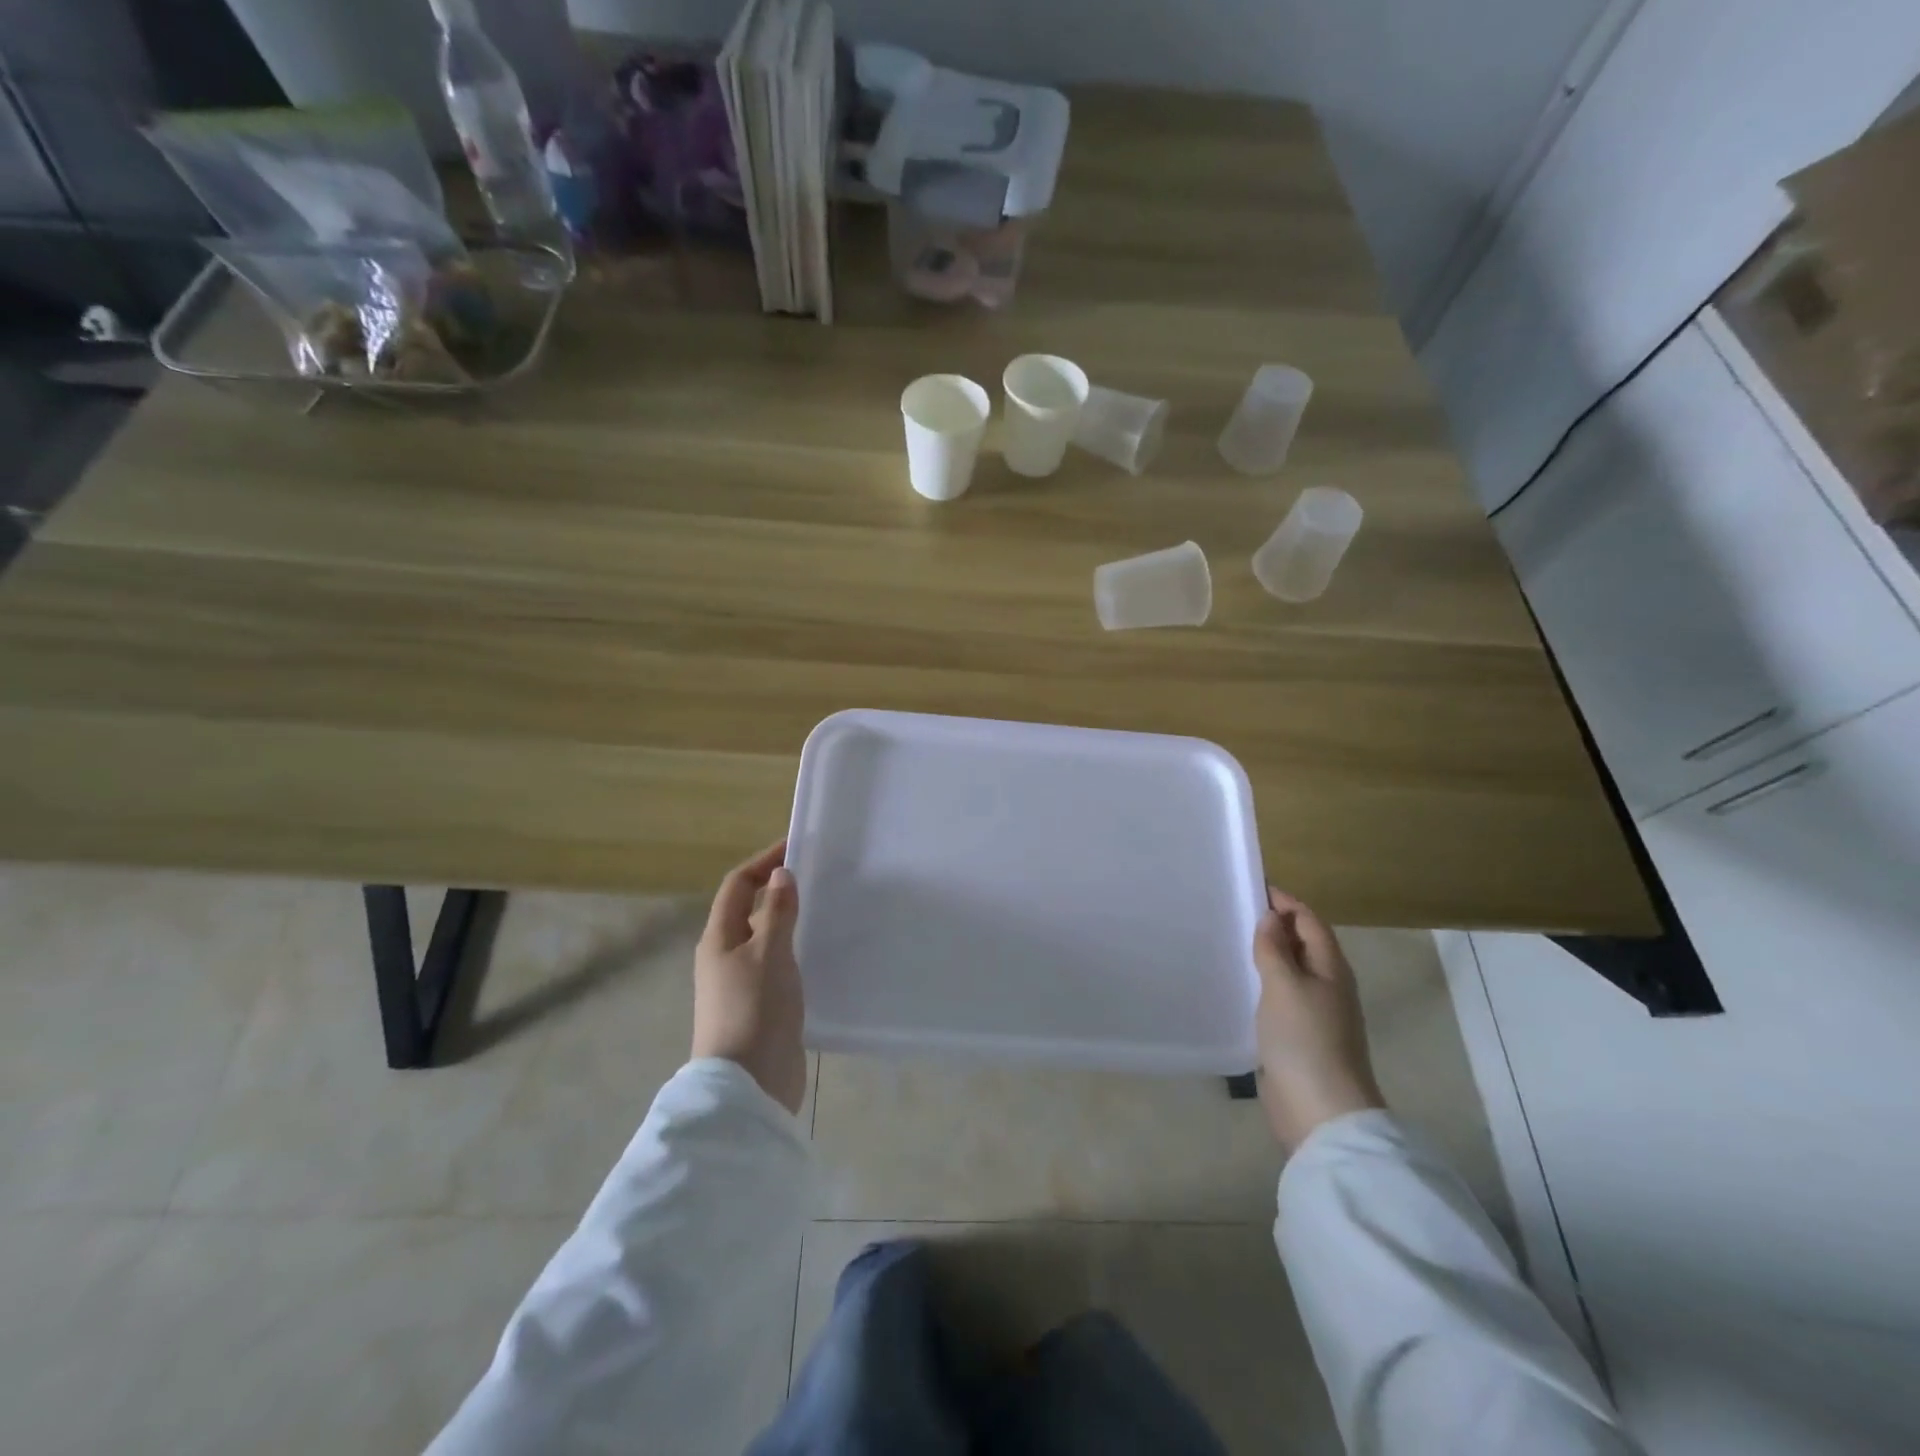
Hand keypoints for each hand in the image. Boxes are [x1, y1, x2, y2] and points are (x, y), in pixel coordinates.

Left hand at [692, 839, 806, 1114]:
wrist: (749, 1086)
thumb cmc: (755, 1011)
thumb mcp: (769, 954)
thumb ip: (777, 913)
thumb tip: (781, 874)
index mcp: (719, 939)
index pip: (738, 885)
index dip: (764, 862)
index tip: (797, 847)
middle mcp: (725, 957)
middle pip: (750, 910)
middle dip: (779, 890)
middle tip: (818, 877)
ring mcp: (742, 984)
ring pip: (766, 939)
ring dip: (790, 921)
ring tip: (825, 909)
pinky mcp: (761, 1007)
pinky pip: (778, 965)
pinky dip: (796, 950)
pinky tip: (821, 953)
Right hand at [1253, 886, 1384, 1150]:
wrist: (1320, 1110)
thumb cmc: (1304, 1039)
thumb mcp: (1285, 985)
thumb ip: (1275, 949)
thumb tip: (1271, 919)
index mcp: (1331, 968)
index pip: (1310, 921)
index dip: (1285, 902)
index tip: (1251, 887)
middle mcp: (1328, 985)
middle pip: (1303, 944)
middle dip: (1274, 925)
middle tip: (1234, 911)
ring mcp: (1315, 1013)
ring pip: (1291, 970)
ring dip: (1267, 954)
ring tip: (1231, 941)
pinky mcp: (1299, 1036)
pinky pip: (1281, 996)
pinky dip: (1263, 982)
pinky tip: (1240, 984)